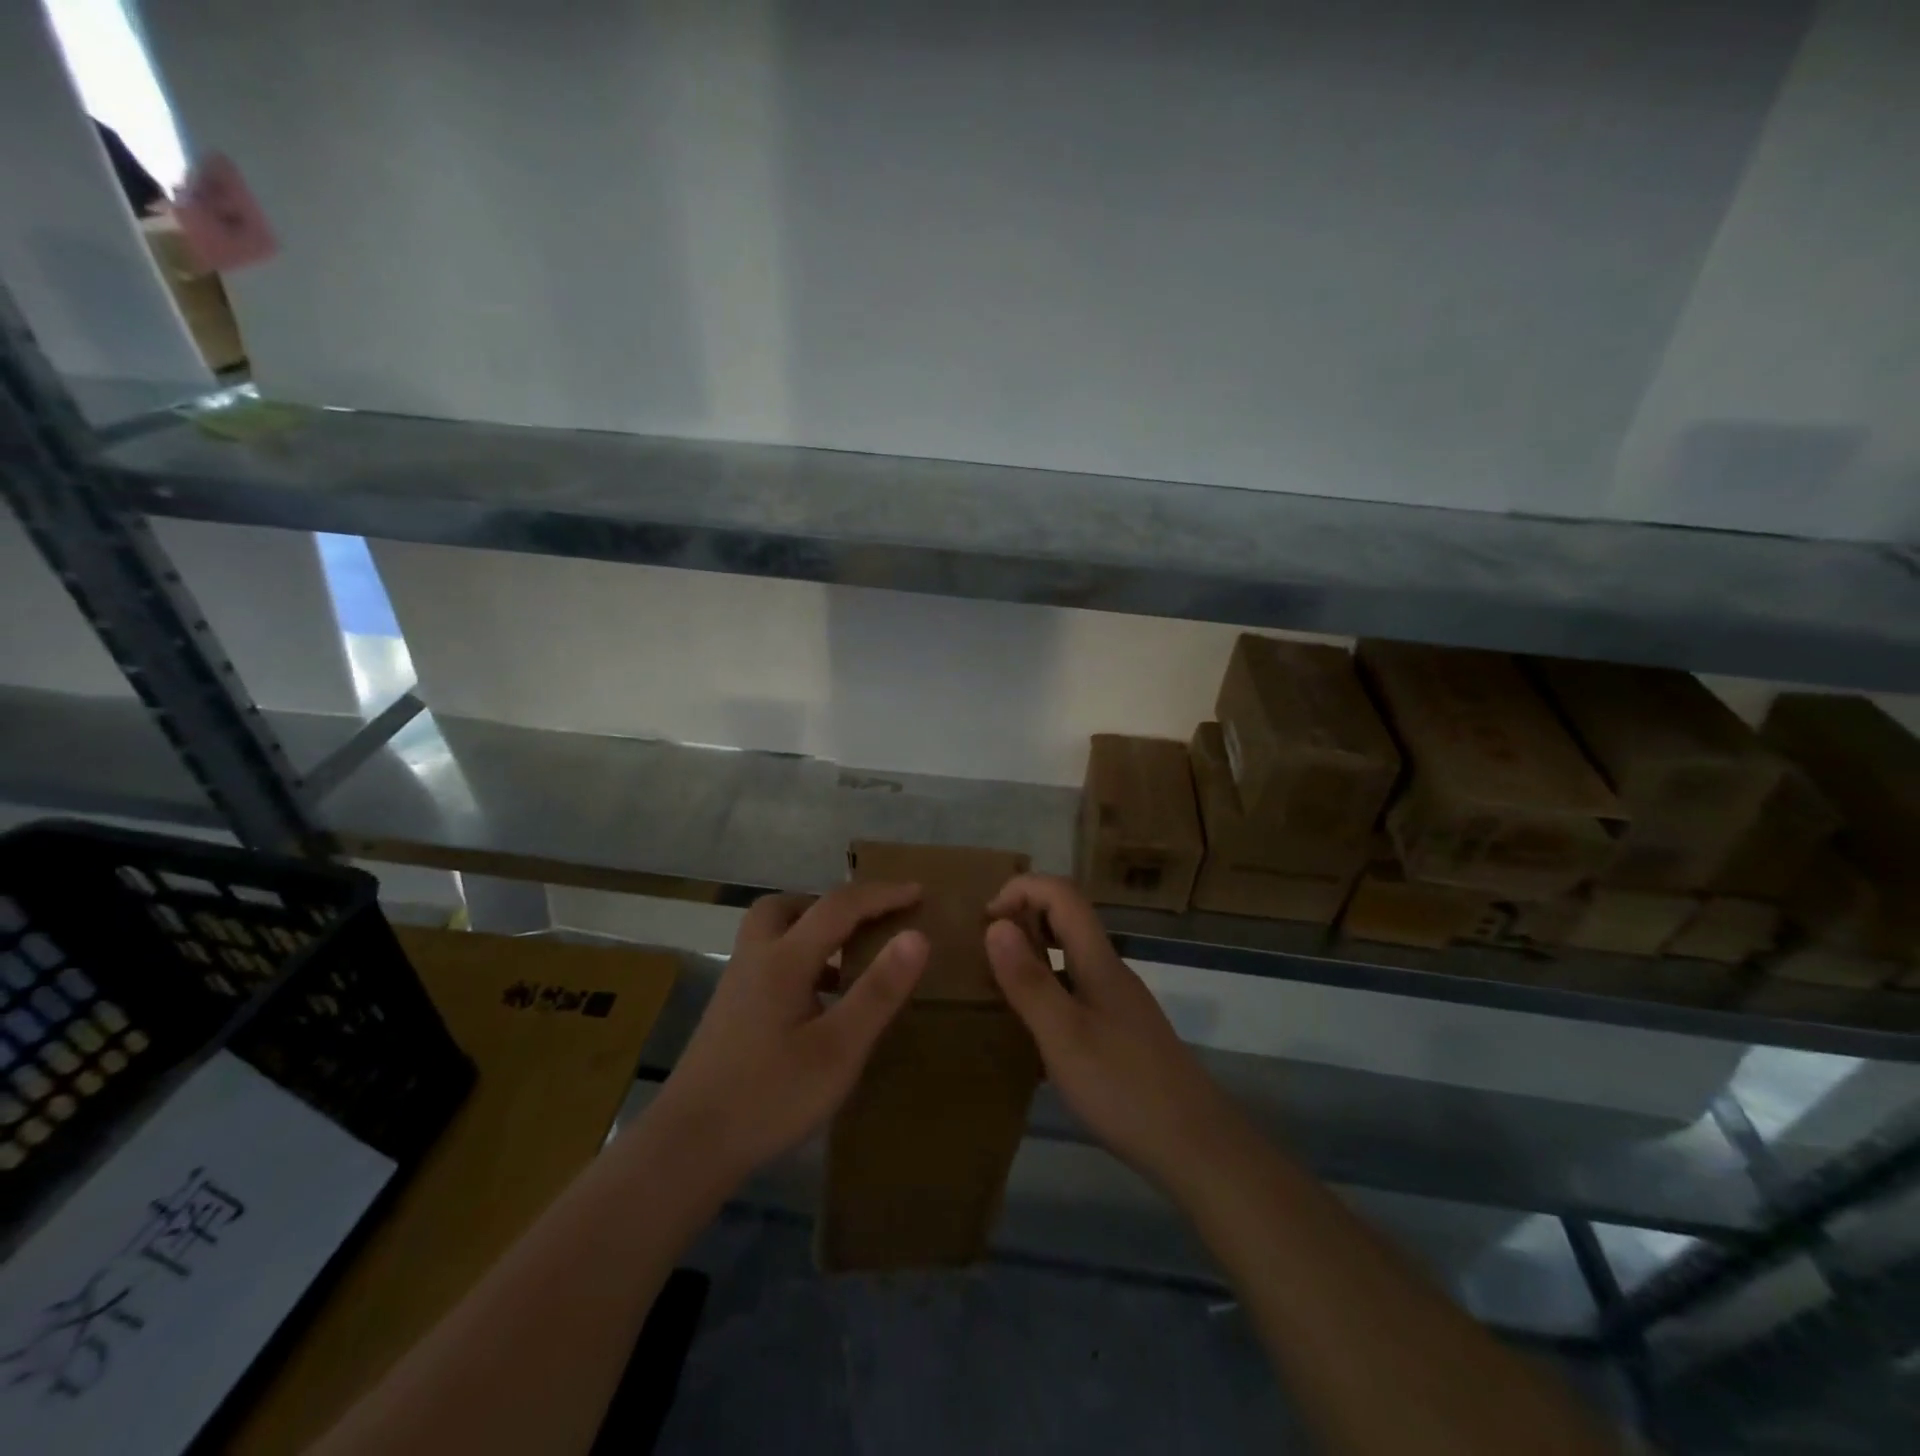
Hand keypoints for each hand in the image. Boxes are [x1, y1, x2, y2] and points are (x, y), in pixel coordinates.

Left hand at [651, 883, 927, 1185]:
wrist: (688, 1147)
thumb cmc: (770, 1096)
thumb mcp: (838, 1049)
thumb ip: (878, 991)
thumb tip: (917, 936)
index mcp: (784, 960)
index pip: (839, 906)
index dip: (882, 895)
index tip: (918, 891)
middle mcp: (756, 959)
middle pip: (789, 906)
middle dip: (832, 905)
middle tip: (867, 924)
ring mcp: (736, 985)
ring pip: (773, 932)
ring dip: (812, 931)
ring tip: (848, 960)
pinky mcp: (729, 1012)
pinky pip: (769, 962)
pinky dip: (799, 961)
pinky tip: (819, 1002)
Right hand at [986, 875, 1245, 1192]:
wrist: (1195, 1147)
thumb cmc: (1123, 1088)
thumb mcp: (1064, 1036)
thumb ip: (1029, 981)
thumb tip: (996, 924)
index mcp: (1098, 961)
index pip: (1062, 894)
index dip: (1022, 889)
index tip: (985, 920)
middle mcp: (1110, 971)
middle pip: (1068, 918)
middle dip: (1024, 917)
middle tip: (984, 950)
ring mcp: (1119, 1002)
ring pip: (1072, 955)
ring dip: (1034, 953)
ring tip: (998, 985)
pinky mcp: (1121, 1031)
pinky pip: (1077, 988)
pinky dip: (1048, 988)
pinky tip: (1032, 1029)